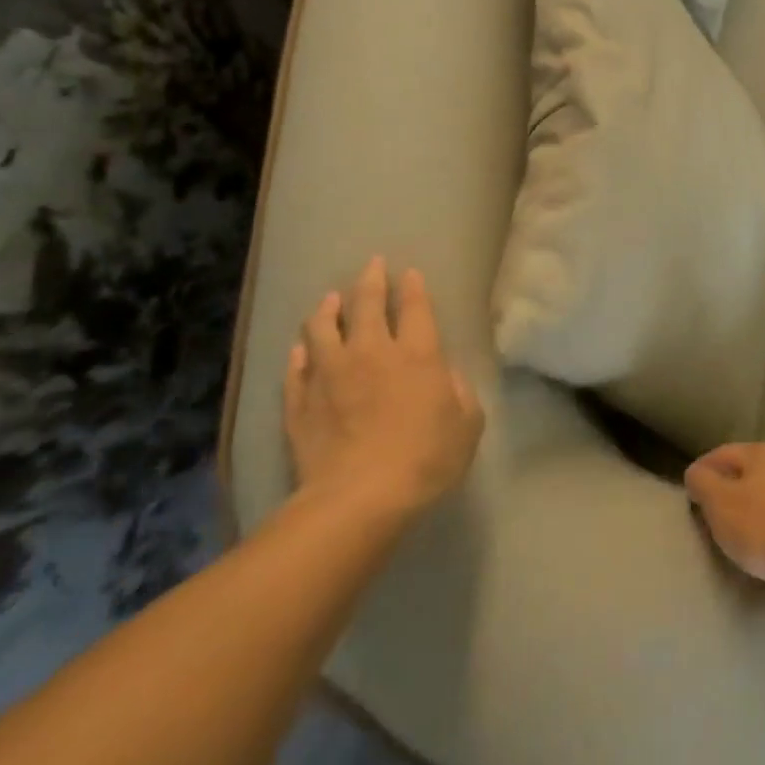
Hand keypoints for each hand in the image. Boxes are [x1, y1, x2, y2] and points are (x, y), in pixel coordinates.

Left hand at [284, 257, 483, 530]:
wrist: (359, 498)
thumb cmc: (426, 459)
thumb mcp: (467, 425)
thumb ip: (460, 392)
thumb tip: (446, 375)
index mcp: (417, 355)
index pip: (414, 308)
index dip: (413, 288)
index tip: (410, 273)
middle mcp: (371, 353)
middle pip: (366, 306)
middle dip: (370, 281)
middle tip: (372, 265)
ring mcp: (330, 376)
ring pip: (323, 329)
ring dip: (328, 309)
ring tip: (330, 299)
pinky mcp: (301, 403)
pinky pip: (297, 369)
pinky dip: (300, 354)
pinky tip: (301, 348)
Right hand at [684, 442, 764, 593]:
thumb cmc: (764, 527)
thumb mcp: (719, 504)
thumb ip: (702, 483)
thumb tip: (696, 472)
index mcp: (762, 451)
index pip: (723, 453)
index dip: (703, 470)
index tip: (690, 491)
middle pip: (751, 469)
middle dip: (731, 486)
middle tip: (714, 511)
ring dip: (757, 503)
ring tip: (743, 528)